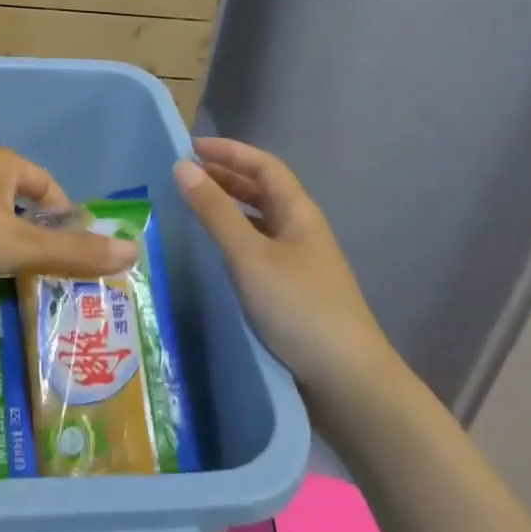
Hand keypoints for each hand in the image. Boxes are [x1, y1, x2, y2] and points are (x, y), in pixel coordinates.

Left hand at [0, 148, 139, 295]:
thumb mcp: (21, 243)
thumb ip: (75, 252)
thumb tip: (134, 252)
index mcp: (7, 164)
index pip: (51, 188)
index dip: (66, 219)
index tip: (74, 254)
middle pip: (22, 204)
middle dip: (37, 237)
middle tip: (50, 275)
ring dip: (6, 247)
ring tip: (17, 282)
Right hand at [173, 138, 394, 405]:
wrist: (348, 383)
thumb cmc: (299, 307)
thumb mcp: (250, 255)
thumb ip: (215, 211)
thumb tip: (183, 166)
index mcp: (299, 212)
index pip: (264, 166)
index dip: (229, 151)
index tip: (190, 148)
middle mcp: (300, 231)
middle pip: (262, 192)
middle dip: (224, 178)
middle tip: (183, 177)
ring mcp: (298, 264)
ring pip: (258, 223)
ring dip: (227, 210)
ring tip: (190, 209)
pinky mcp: (291, 294)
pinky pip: (256, 251)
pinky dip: (232, 241)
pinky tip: (212, 255)